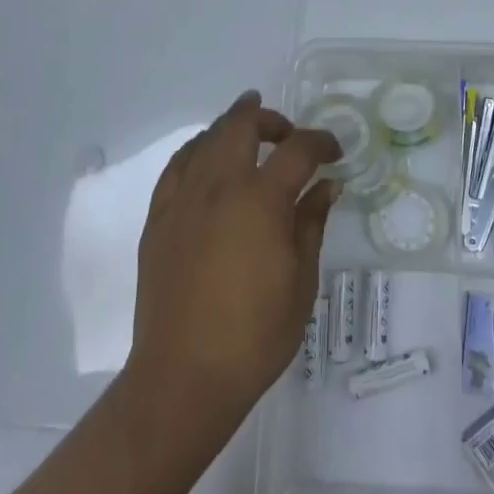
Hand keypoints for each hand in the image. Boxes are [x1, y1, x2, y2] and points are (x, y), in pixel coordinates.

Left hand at [123, 92, 338, 437]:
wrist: (184, 375)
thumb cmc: (255, 334)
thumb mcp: (301, 280)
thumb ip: (311, 223)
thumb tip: (327, 186)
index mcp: (261, 199)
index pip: (297, 150)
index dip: (320, 143)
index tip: (334, 153)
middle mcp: (219, 186)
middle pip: (242, 125)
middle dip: (269, 118)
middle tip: (286, 130)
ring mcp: (183, 199)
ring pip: (206, 138)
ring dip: (231, 126)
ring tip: (248, 131)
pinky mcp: (159, 217)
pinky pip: (177, 165)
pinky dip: (197, 150)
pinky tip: (206, 158)